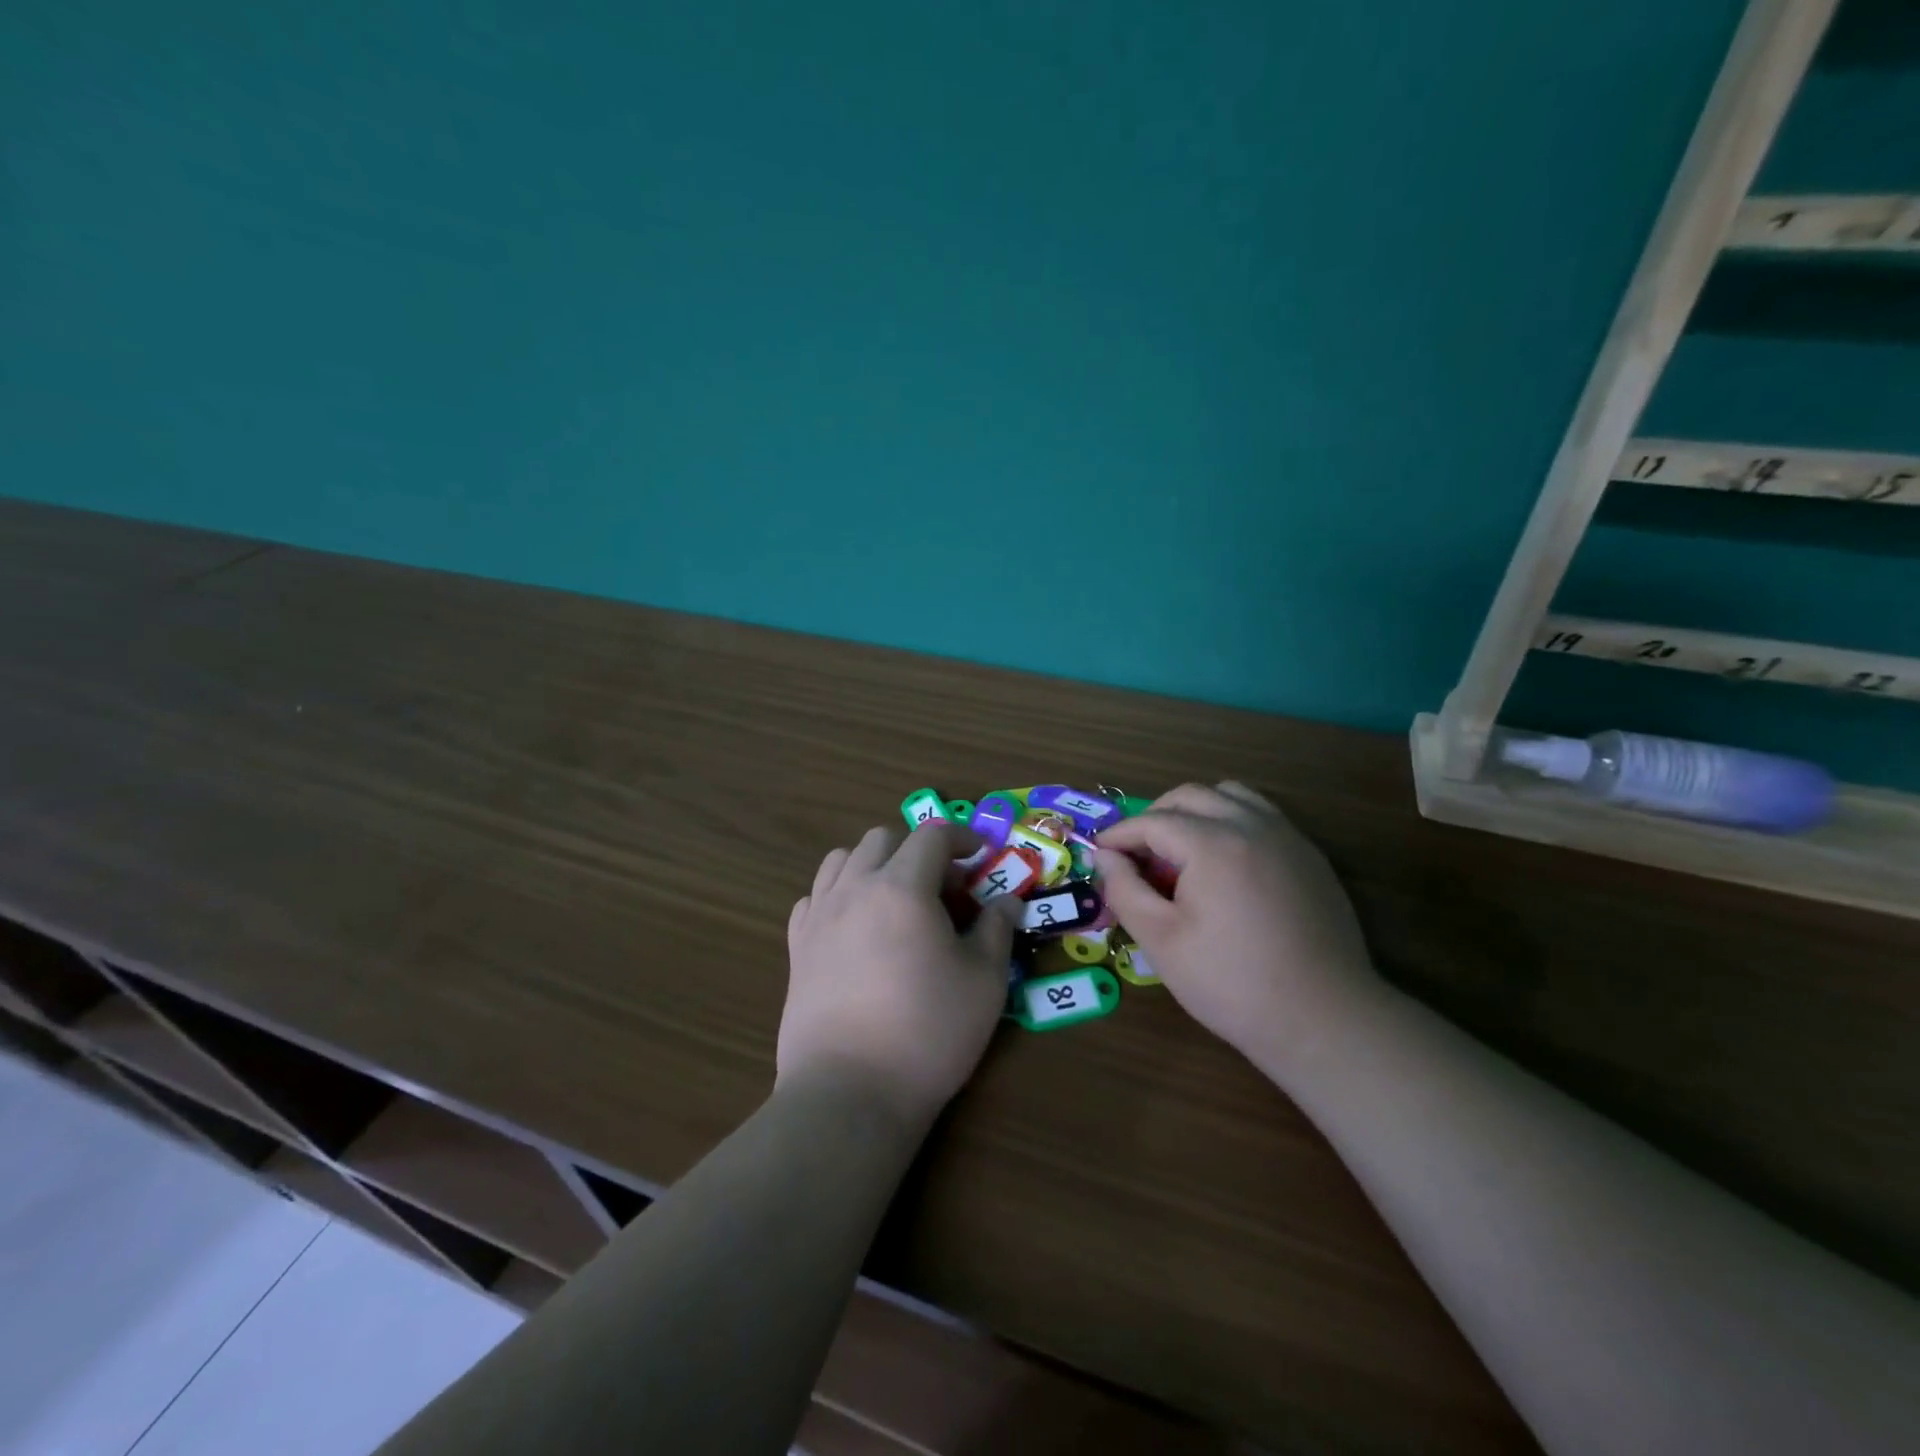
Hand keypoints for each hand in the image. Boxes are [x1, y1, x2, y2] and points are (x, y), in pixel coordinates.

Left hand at [780, 821, 1021, 1125]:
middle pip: (883, 839)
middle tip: (943, 891)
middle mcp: (855, 888)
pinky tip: (855, 928)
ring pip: (842, 859)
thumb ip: (997, 930)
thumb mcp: (984, 981)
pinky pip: (814, 897)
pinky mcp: (796, 946)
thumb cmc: (928, 1032)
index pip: (932, 835)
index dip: (962, 838)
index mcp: (902, 887)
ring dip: (874, 865)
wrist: (849, 1092)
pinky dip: (838, 895)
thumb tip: (1007, 901)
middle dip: (918, 850)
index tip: (981, 858)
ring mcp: (819, 915)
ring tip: (896, 902)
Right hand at [1095, 782, 1381, 1080]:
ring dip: (1196, 811)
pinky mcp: (1310, 857)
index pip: (1152, 821)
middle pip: (1191, 796)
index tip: (1100, 855)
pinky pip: (1262, 816)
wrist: (1323, 1019)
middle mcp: (1252, 826)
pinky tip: (1224, 867)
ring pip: (1231, 796)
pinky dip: (1232, 822)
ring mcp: (1288, 838)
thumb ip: (1125, 890)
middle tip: (1137, 855)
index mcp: (1213, 844)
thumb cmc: (1231, 983)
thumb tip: (1104, 858)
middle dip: (1155, 817)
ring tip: (1182, 852)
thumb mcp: (1161, 941)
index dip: (1120, 835)